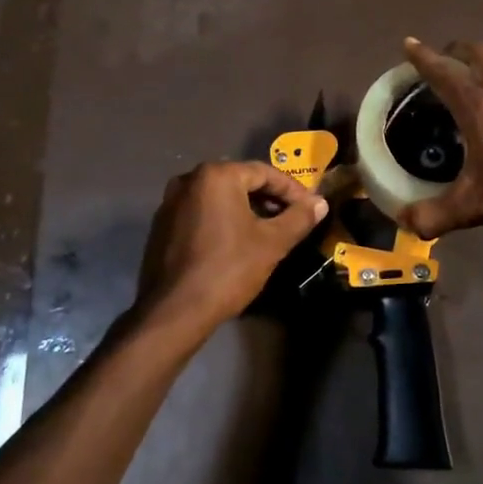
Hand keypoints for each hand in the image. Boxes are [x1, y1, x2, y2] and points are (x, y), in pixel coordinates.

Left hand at [135, 160, 328, 332]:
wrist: (175, 311)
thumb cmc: (228, 269)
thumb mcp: (272, 243)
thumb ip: (299, 218)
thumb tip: (320, 203)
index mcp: (216, 176)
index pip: (264, 172)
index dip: (292, 190)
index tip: (310, 207)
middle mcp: (189, 180)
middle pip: (240, 182)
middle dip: (269, 198)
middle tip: (292, 218)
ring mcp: (170, 203)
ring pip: (220, 198)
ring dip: (247, 209)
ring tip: (269, 231)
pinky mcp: (162, 226)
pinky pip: (201, 213)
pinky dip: (223, 220)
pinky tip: (237, 242)